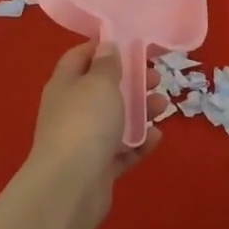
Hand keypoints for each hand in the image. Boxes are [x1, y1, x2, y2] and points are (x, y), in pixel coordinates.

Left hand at [25, 42, 164, 228]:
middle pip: (102, 89)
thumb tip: (106, 46)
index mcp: (65, 85)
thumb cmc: (85, 123)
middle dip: (131, 81)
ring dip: (140, 111)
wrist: (70, 187)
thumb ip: (107, 64)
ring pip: (115, 120)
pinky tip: (155, 137)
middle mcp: (71, 110)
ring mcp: (83, 141)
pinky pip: (122, 151)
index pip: (80, 57)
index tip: (130, 42)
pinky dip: (139, 143)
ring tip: (163, 106)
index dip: (102, 47)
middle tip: (155, 77)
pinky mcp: (98, 168)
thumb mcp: (99, 83)